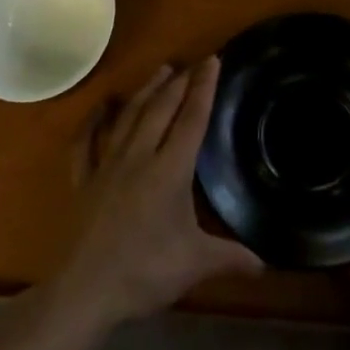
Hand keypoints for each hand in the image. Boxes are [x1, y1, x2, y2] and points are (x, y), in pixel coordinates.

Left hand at [45, 58, 261, 332]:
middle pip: (161, 109)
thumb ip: (231, 258)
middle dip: (179, 83)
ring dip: (146, 91)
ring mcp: (108, 164)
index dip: (204, 88)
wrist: (86, 289)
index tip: (213, 60)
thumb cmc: (145, 272)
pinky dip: (94, 120)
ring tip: (160, 71)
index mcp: (170, 170)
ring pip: (129, 116)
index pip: (192, 119)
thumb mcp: (195, 264)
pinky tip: (101, 106)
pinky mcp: (84, 179)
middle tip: (192, 63)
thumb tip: (265, 265)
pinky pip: (87, 141)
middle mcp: (139, 156)